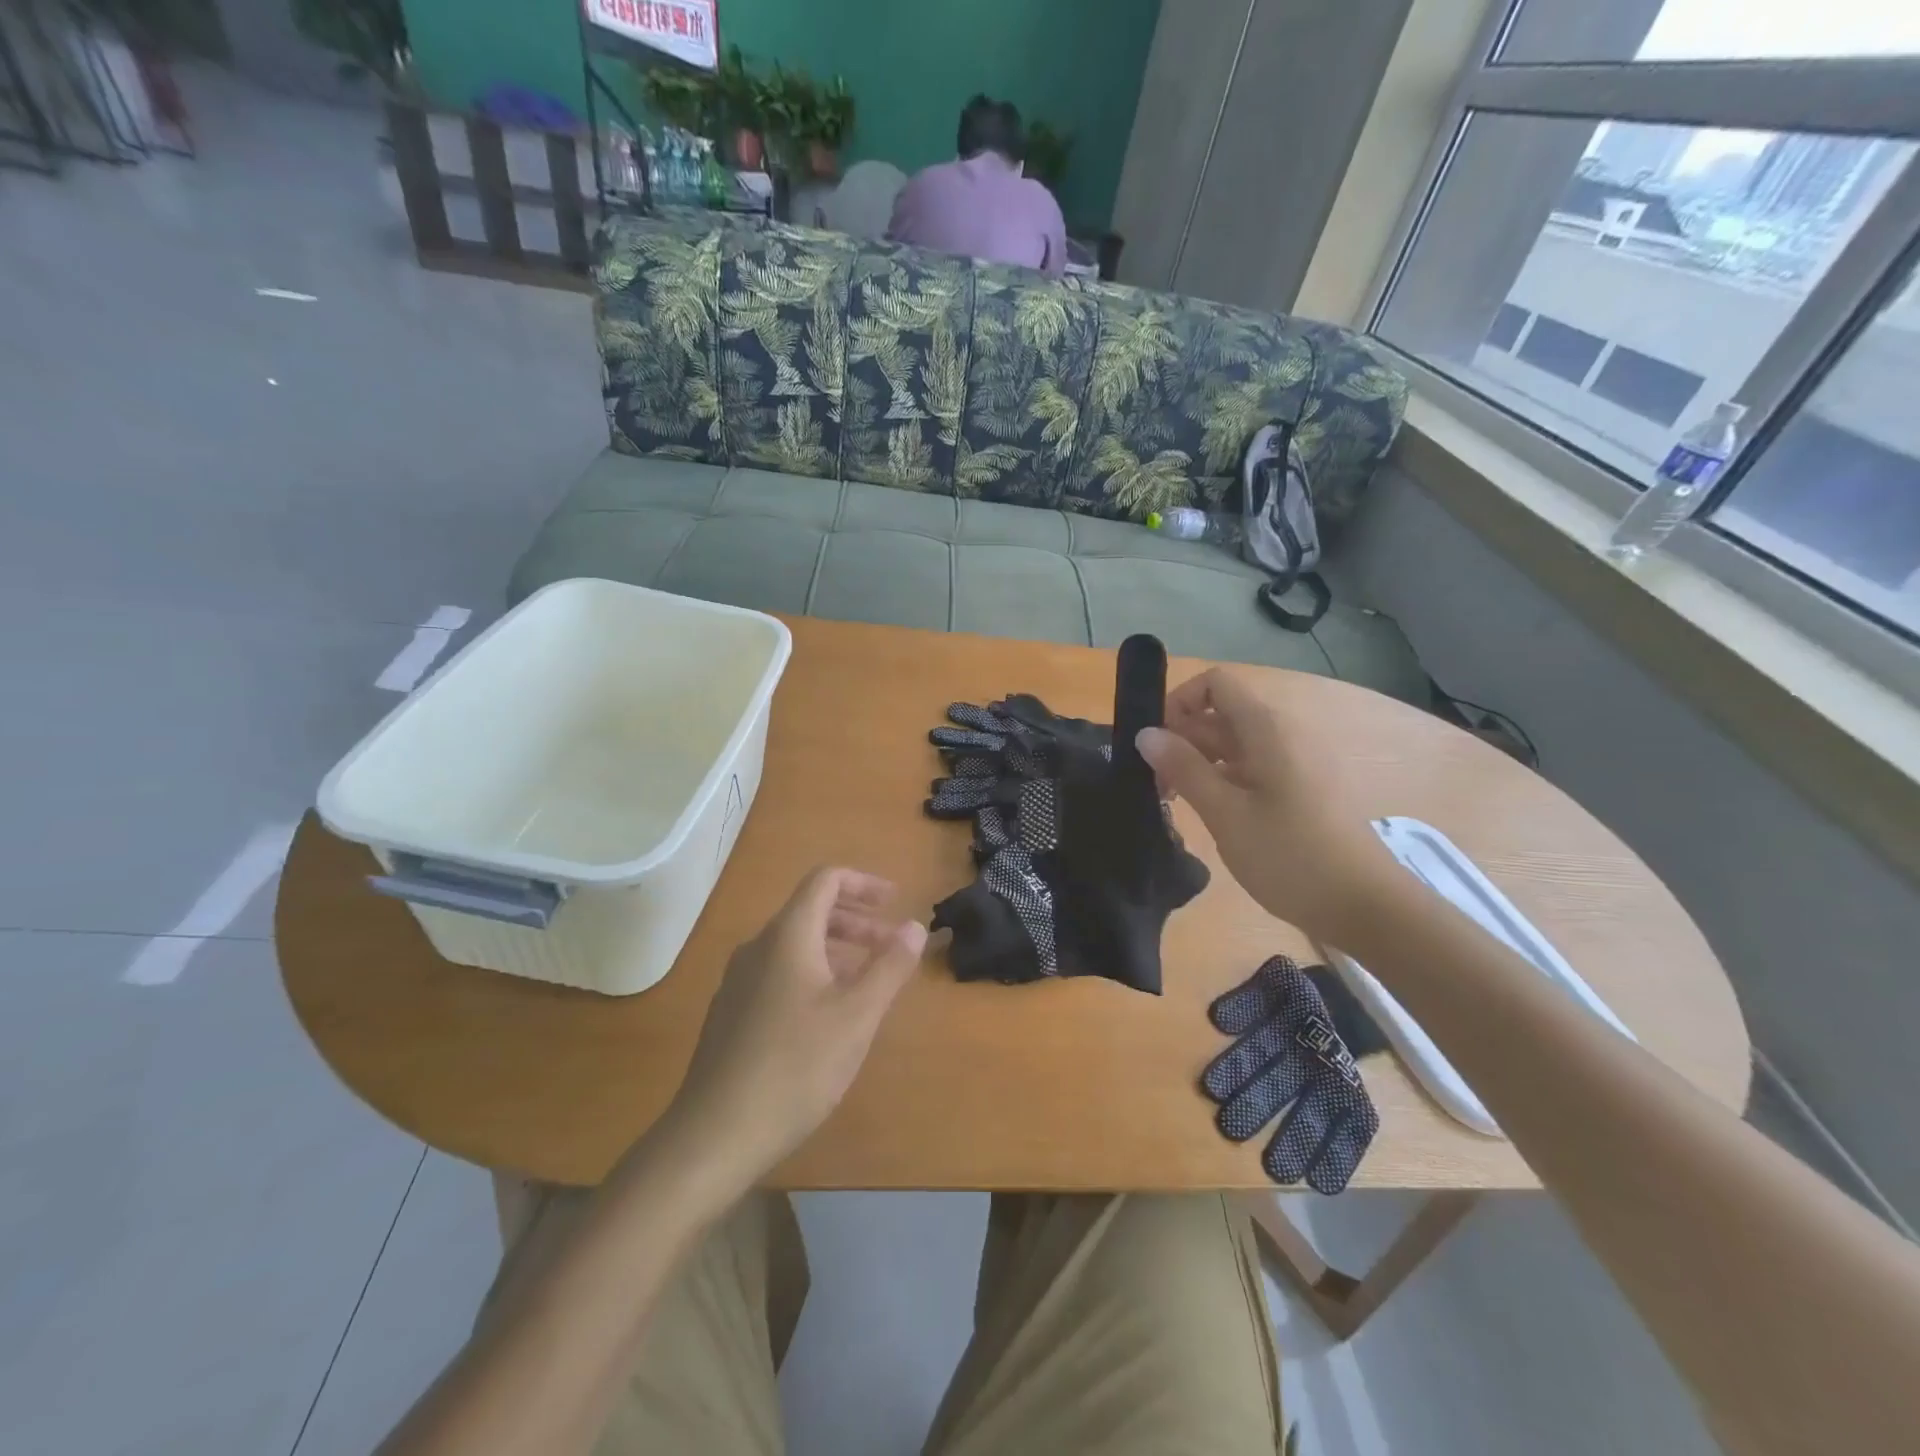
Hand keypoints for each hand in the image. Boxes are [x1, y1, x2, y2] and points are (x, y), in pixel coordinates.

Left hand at [665, 868, 926, 1188]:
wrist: (714, 1135)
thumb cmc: (795, 1067)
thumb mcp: (857, 1016)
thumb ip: (890, 966)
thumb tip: (914, 926)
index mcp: (787, 936)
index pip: (825, 880)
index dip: (863, 883)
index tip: (895, 902)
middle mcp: (757, 948)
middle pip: (811, 911)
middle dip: (857, 921)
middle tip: (891, 946)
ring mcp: (738, 981)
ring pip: (795, 945)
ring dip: (837, 950)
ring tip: (868, 981)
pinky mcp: (731, 1014)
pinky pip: (779, 973)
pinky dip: (813, 974)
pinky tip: (828, 1017)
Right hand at [1135, 667, 1399, 945]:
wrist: (1365, 906)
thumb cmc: (1290, 855)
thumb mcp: (1225, 814)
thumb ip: (1183, 768)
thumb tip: (1144, 733)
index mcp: (1266, 730)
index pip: (1216, 684)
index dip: (1179, 702)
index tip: (1154, 743)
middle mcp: (1281, 735)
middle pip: (1220, 715)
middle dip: (1181, 739)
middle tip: (1154, 784)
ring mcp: (1293, 762)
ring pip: (1232, 745)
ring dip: (1197, 763)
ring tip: (1173, 802)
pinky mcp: (1299, 789)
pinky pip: (1250, 768)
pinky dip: (1222, 780)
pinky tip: (1208, 813)